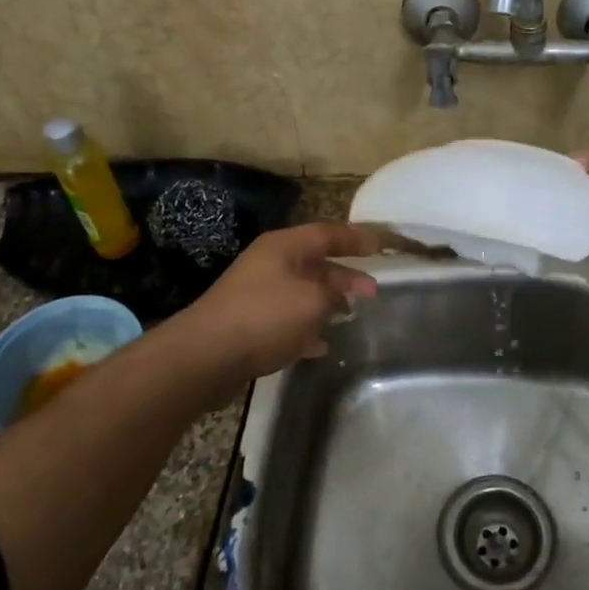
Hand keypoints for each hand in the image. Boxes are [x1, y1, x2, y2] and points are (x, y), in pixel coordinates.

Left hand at [162, 222, 382, 404]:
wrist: (206, 356)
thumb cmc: (265, 317)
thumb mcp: (313, 301)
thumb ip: (333, 294)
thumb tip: (338, 297)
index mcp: (284, 247)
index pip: (328, 233)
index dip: (357, 238)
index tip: (382, 246)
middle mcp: (270, 263)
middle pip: (316, 263)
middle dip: (345, 275)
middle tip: (372, 290)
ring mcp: (257, 293)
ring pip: (302, 292)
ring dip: (327, 302)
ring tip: (351, 315)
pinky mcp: (250, 323)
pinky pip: (288, 319)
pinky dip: (308, 327)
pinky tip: (322, 344)